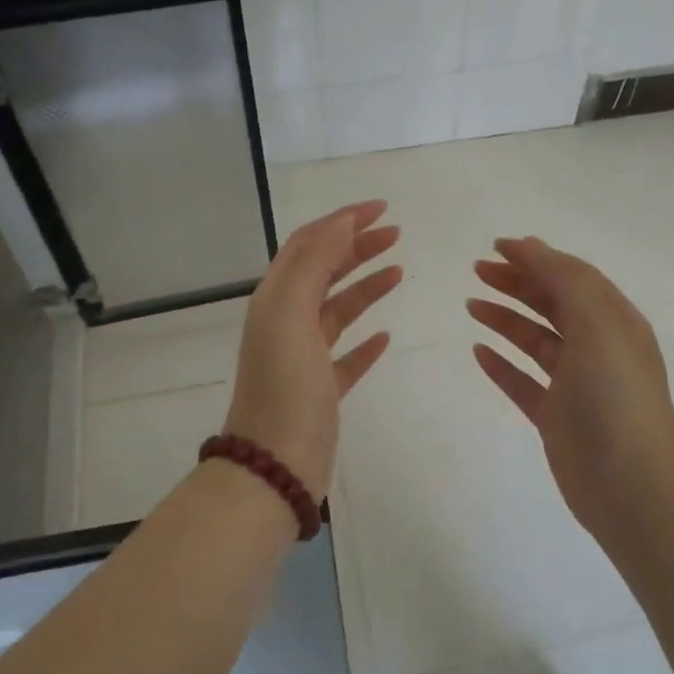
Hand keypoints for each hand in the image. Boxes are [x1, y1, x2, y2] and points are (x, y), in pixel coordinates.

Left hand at [224, 200, 401, 496]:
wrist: (275, 464)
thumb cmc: (285, 385)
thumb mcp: (292, 313)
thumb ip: (314, 263)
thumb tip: (340, 222)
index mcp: (276, 300)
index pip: (308, 245)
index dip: (341, 221)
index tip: (381, 209)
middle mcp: (286, 322)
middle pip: (324, 272)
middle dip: (357, 247)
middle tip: (396, 234)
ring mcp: (304, 358)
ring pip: (338, 310)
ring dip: (366, 286)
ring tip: (399, 271)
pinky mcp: (322, 389)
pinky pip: (346, 355)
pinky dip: (366, 341)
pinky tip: (386, 335)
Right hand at [468, 237, 673, 541]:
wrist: (630, 485)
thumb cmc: (615, 397)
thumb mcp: (597, 324)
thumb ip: (565, 280)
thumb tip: (529, 246)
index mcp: (614, 321)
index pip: (573, 277)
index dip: (537, 257)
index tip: (496, 246)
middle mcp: (597, 347)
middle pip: (552, 304)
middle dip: (517, 283)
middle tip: (477, 272)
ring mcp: (576, 384)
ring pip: (535, 340)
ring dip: (505, 319)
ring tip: (471, 305)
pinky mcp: (556, 417)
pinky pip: (523, 381)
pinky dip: (502, 364)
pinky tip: (478, 352)